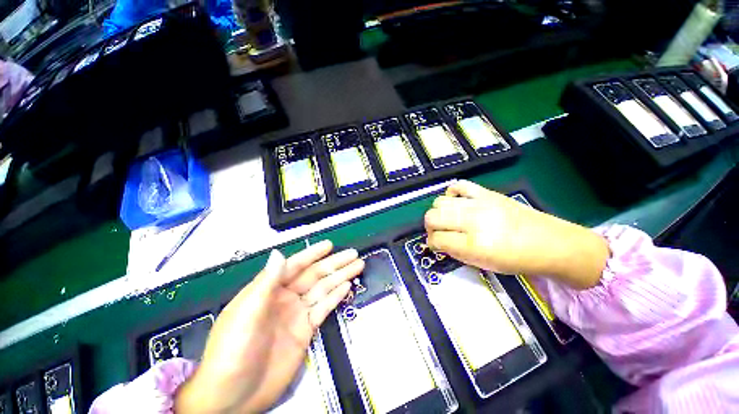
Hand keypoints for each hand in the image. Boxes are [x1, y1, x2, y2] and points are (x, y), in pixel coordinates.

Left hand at [175, 241, 363, 412]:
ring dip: (340, 277)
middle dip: (334, 264)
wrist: (234, 396)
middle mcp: (285, 298)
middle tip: (352, 254)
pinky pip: (323, 308)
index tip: (329, 245)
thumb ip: (266, 283)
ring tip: (357, 266)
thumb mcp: (246, 314)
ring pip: (323, 289)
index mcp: (268, 290)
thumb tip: (278, 254)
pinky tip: (346, 287)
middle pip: (314, 275)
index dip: (313, 254)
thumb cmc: (233, 352)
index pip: (295, 266)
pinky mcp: (305, 330)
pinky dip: (336, 297)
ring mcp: (297, 314)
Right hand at [424, 180, 608, 288]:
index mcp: (473, 244)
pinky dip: (451, 193)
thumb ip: (455, 252)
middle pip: (432, 217)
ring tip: (447, 219)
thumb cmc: (516, 260)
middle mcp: (472, 220)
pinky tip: (456, 202)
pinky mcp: (486, 192)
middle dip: (430, 227)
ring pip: (440, 201)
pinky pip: (458, 185)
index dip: (432, 243)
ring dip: (438, 212)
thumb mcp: (482, 264)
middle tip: (439, 233)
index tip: (435, 245)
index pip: (437, 239)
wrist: (549, 242)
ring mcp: (479, 203)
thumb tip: (437, 242)